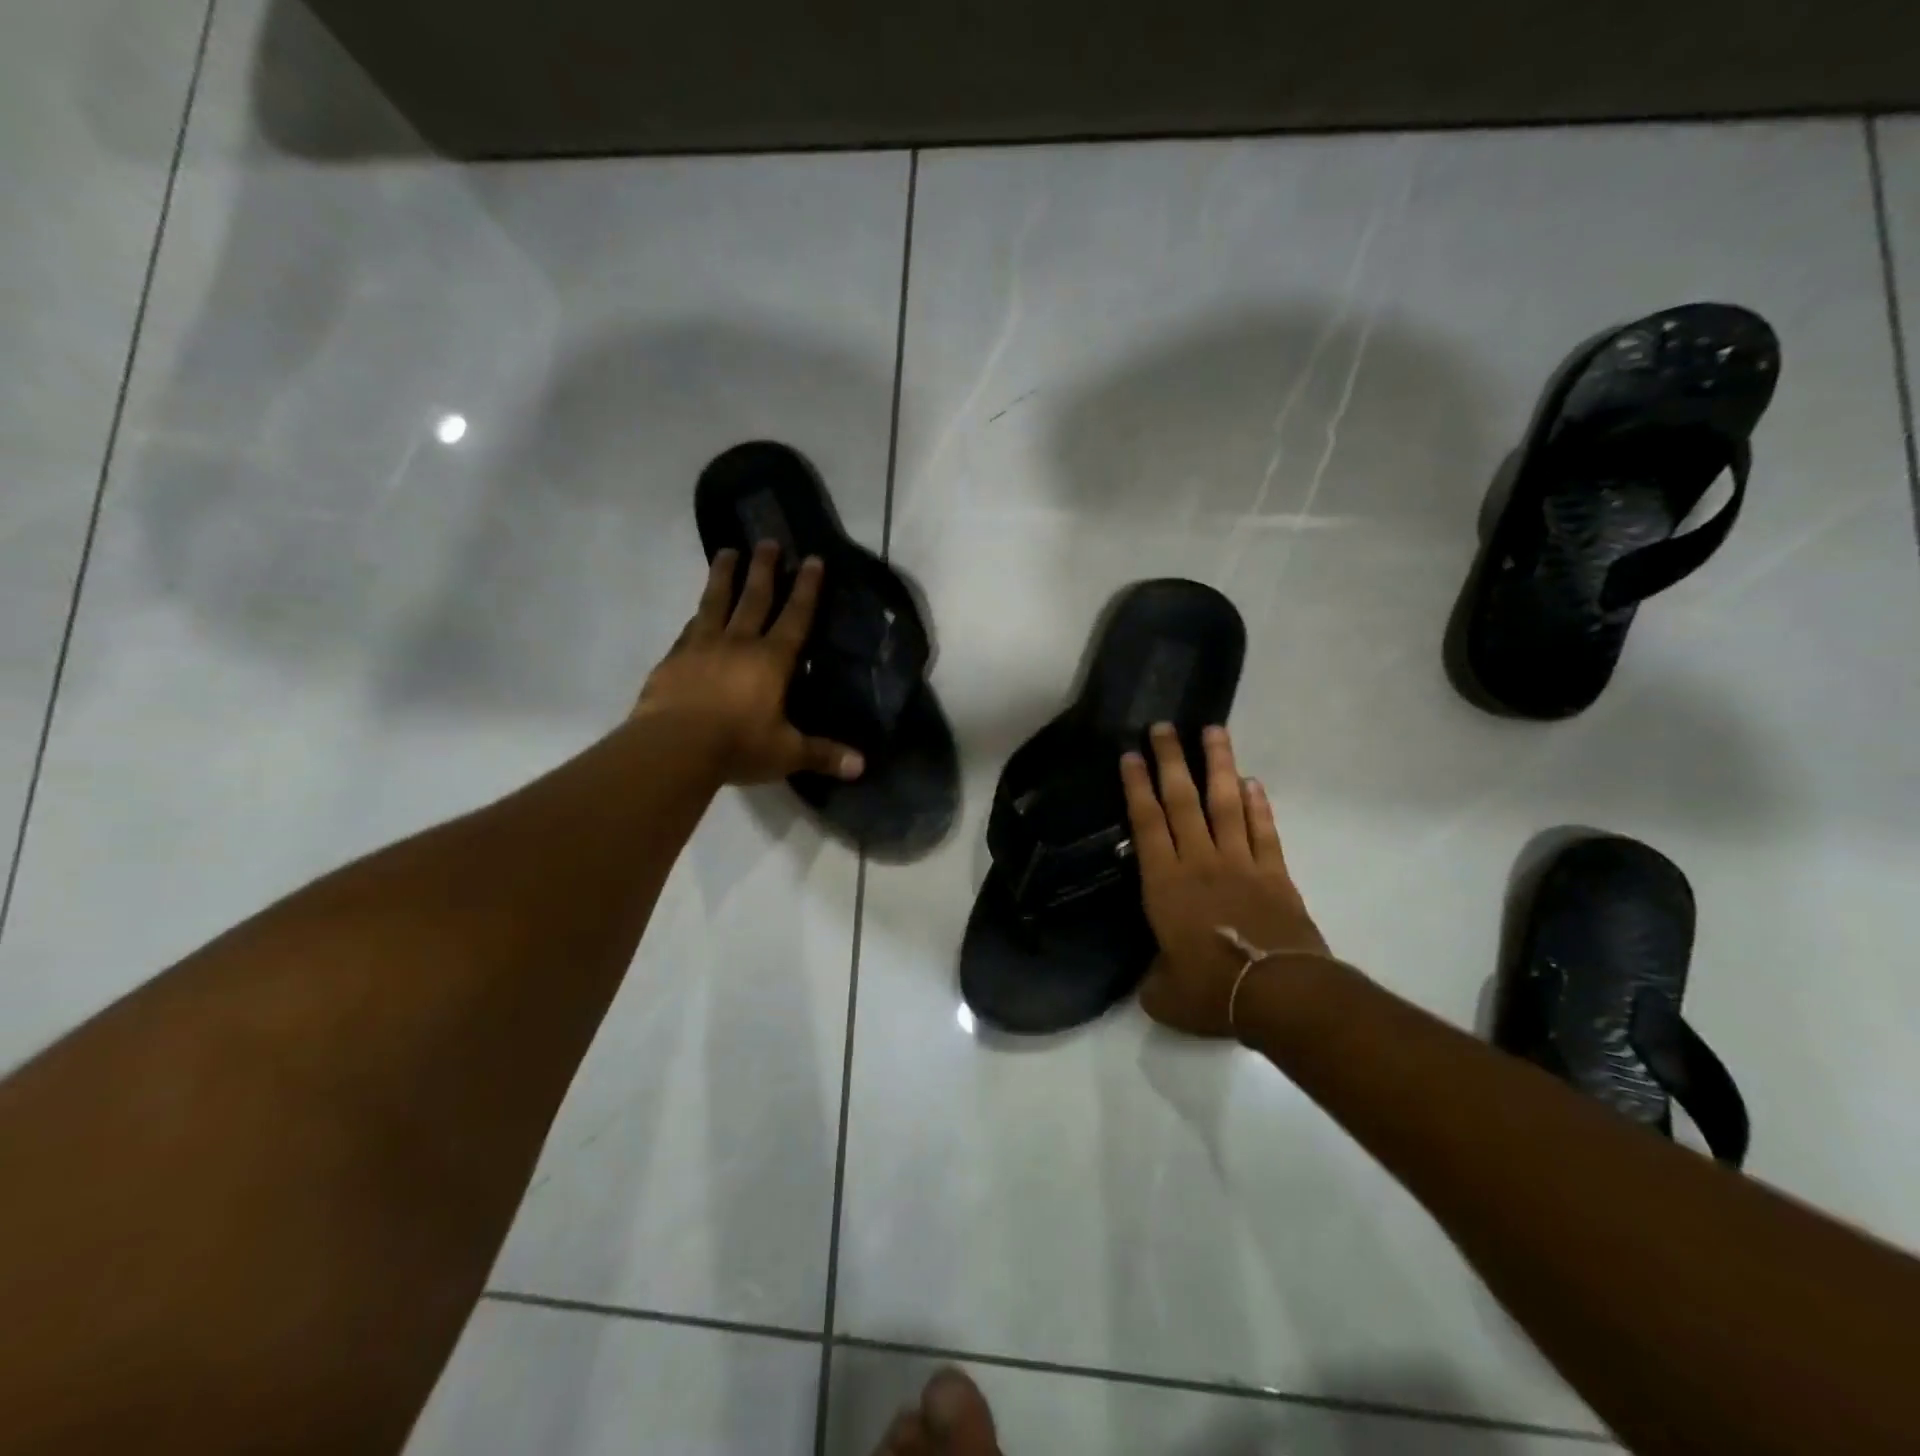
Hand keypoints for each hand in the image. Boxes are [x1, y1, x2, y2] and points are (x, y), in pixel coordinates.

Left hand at [636, 543, 864, 786]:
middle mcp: (738, 644)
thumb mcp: (786, 753)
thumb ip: (823, 755)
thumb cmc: (738, 746)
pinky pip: (689, 629)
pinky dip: (697, 615)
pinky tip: (696, 611)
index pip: (795, 617)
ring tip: (727, 552)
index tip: (812, 559)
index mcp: (771, 661)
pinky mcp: (673, 660)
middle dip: (765, 569)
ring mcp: (701, 647)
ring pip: (715, 602)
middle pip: (754, 598)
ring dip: (724, 576)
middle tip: (768, 541)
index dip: (806, 589)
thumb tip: (862, 767)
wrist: (672, 748)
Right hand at [1121, 723, 1328, 1037]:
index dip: (1137, 787)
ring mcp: (1241, 863)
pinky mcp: (1274, 874)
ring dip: (1218, 765)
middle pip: (1183, 800)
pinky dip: (1257, 805)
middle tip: (1163, 726)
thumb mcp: (1165, 996)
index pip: (1147, 824)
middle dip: (1171, 760)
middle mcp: (1200, 862)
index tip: (1131, 755)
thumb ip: (1154, 980)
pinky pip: (1263, 830)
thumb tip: (1154, 978)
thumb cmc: (1212, 992)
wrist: (1280, 995)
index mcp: (1165, 884)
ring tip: (1213, 731)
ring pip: (1226, 803)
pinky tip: (1252, 783)